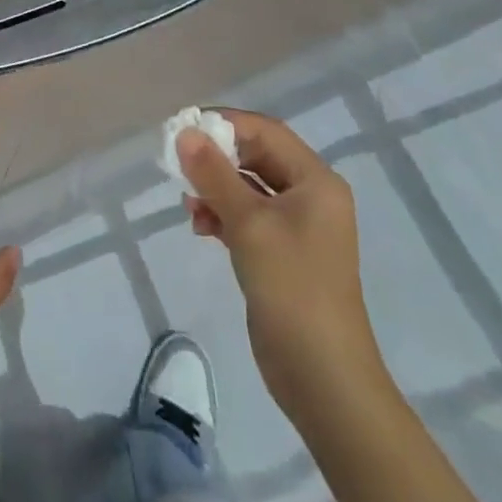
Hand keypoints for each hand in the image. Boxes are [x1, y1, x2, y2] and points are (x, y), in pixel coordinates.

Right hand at [178, 110, 387, 412]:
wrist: (323, 377)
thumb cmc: (292, 287)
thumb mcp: (249, 223)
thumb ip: (214, 174)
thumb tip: (185, 133)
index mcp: (315, 181)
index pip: (265, 131)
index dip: (224, 124)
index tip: (184, 129)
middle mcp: (310, 196)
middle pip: (256, 157)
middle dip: (216, 159)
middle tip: (178, 164)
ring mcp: (297, 227)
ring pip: (247, 188)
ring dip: (215, 189)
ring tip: (189, 204)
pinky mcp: (282, 254)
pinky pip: (247, 217)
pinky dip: (222, 215)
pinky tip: (200, 227)